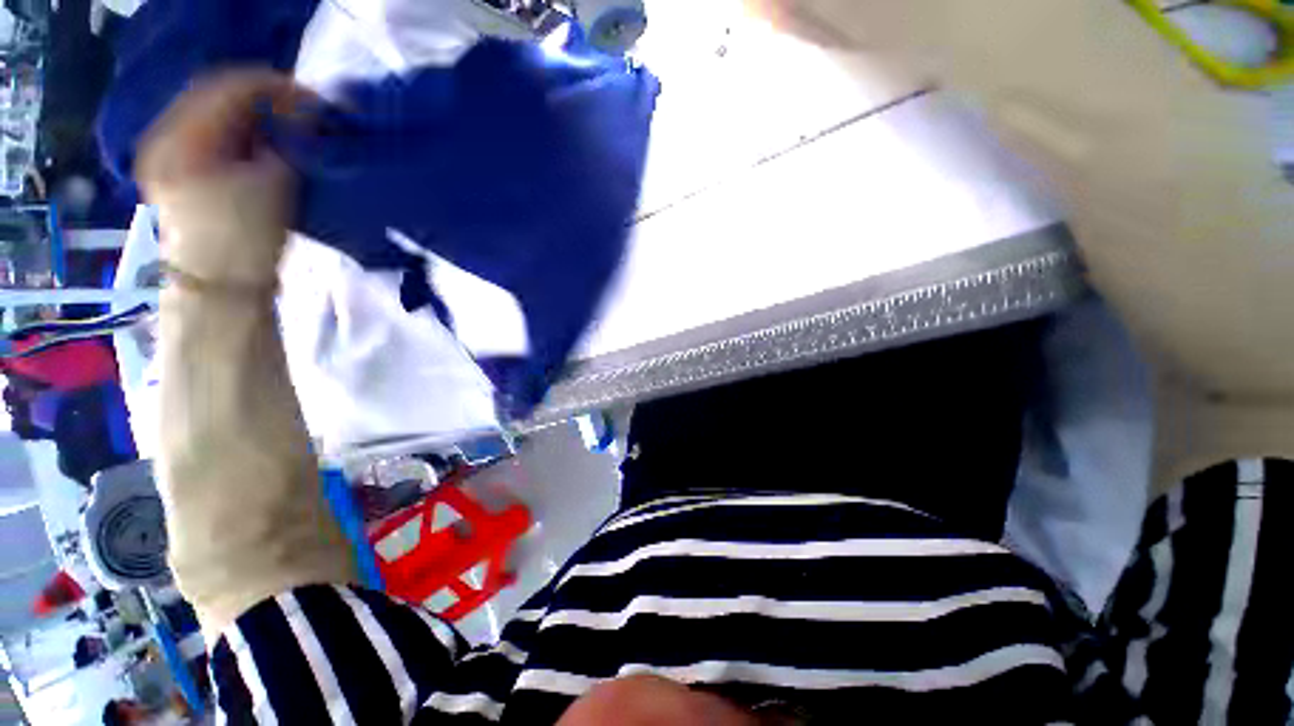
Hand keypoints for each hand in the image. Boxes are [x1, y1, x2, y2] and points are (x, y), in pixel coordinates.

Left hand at [136, 69, 307, 286]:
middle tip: (299, 111)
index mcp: (183, 138)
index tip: (312, 100)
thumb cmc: (245, 240)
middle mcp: (163, 136)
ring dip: (248, 114)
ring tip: (282, 125)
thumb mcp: (273, 185)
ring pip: (209, 112)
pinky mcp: (170, 170)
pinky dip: (234, 130)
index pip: (229, 88)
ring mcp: (162, 153)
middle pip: (214, 95)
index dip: (274, 86)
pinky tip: (257, 141)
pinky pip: (203, 132)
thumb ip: (284, 142)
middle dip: (260, 98)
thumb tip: (299, 118)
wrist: (216, 287)